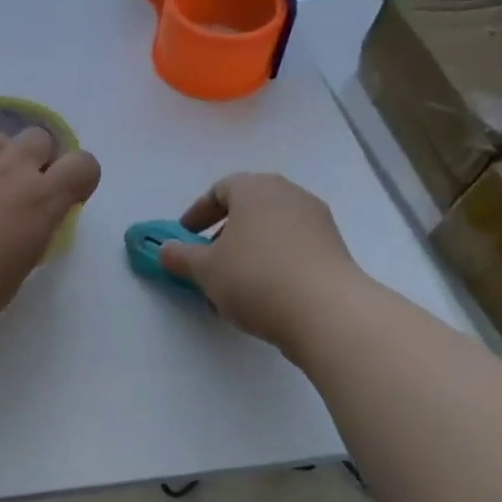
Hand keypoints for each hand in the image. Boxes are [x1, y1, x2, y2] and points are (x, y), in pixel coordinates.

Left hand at [0, 128, 101, 341]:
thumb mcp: (12, 276)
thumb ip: (26, 242)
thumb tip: (20, 231)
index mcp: (41, 201)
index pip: (84, 165)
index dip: (80, 179)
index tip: (65, 200)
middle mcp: (10, 170)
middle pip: (39, 138)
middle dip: (37, 160)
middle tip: (18, 193)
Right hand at [156, 172, 370, 351]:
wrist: (326, 312)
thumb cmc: (255, 277)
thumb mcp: (204, 269)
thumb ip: (180, 256)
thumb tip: (167, 250)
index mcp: (256, 189)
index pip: (221, 189)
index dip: (198, 212)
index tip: (185, 236)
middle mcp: (289, 196)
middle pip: (249, 207)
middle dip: (224, 232)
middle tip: (207, 258)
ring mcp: (317, 222)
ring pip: (271, 230)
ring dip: (248, 250)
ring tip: (232, 284)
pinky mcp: (334, 250)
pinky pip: (292, 249)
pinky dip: (272, 263)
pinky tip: (262, 295)